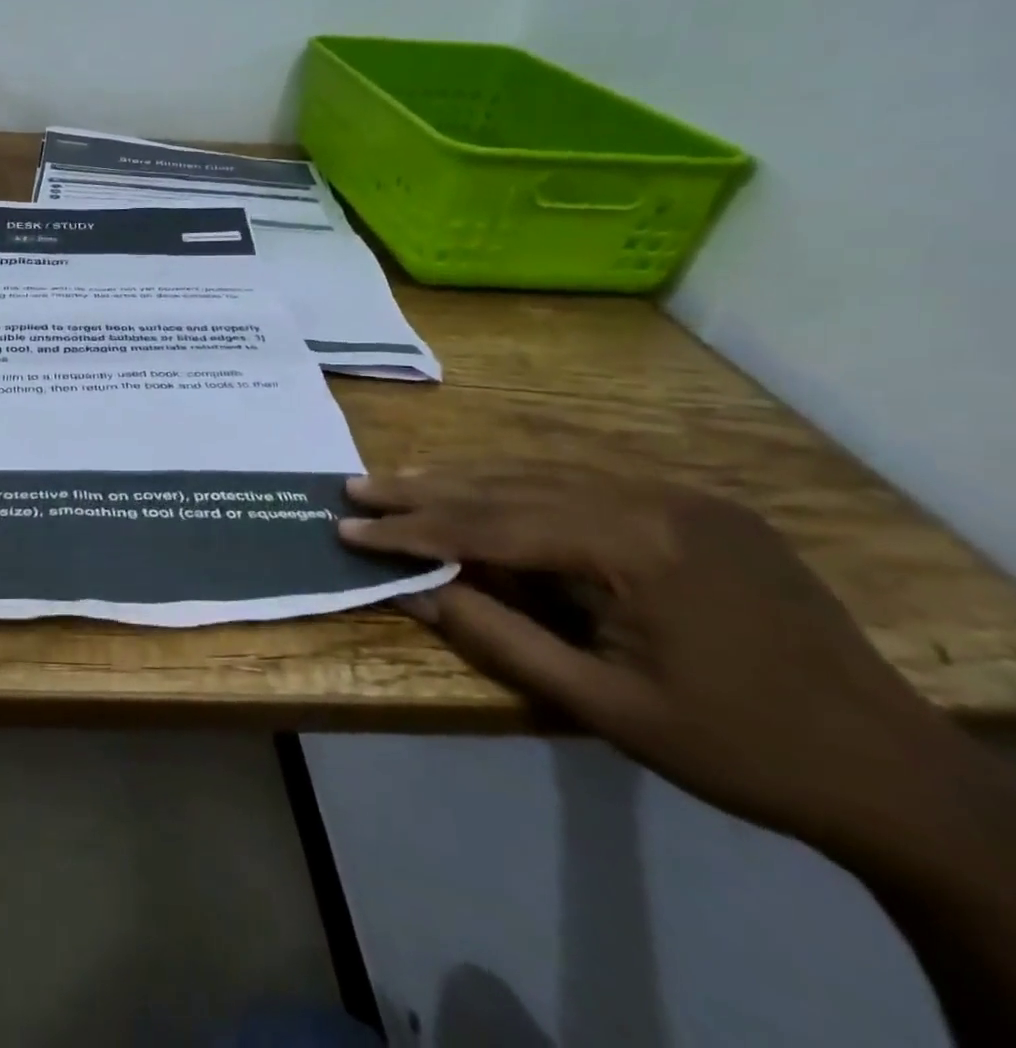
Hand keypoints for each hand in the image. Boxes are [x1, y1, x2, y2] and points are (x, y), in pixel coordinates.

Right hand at [338, 463, 975, 860]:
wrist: (896, 770)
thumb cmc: (739, 749)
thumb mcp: (603, 706)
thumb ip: (498, 638)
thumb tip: (409, 592)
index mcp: (635, 545)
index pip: (492, 525)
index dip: (412, 528)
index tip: (347, 525)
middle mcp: (652, 497)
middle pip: (510, 485)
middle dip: (425, 489)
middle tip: (356, 486)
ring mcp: (679, 494)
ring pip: (544, 474)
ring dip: (466, 480)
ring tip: (401, 480)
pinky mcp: (696, 504)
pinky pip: (586, 483)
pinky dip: (521, 487)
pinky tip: (486, 489)